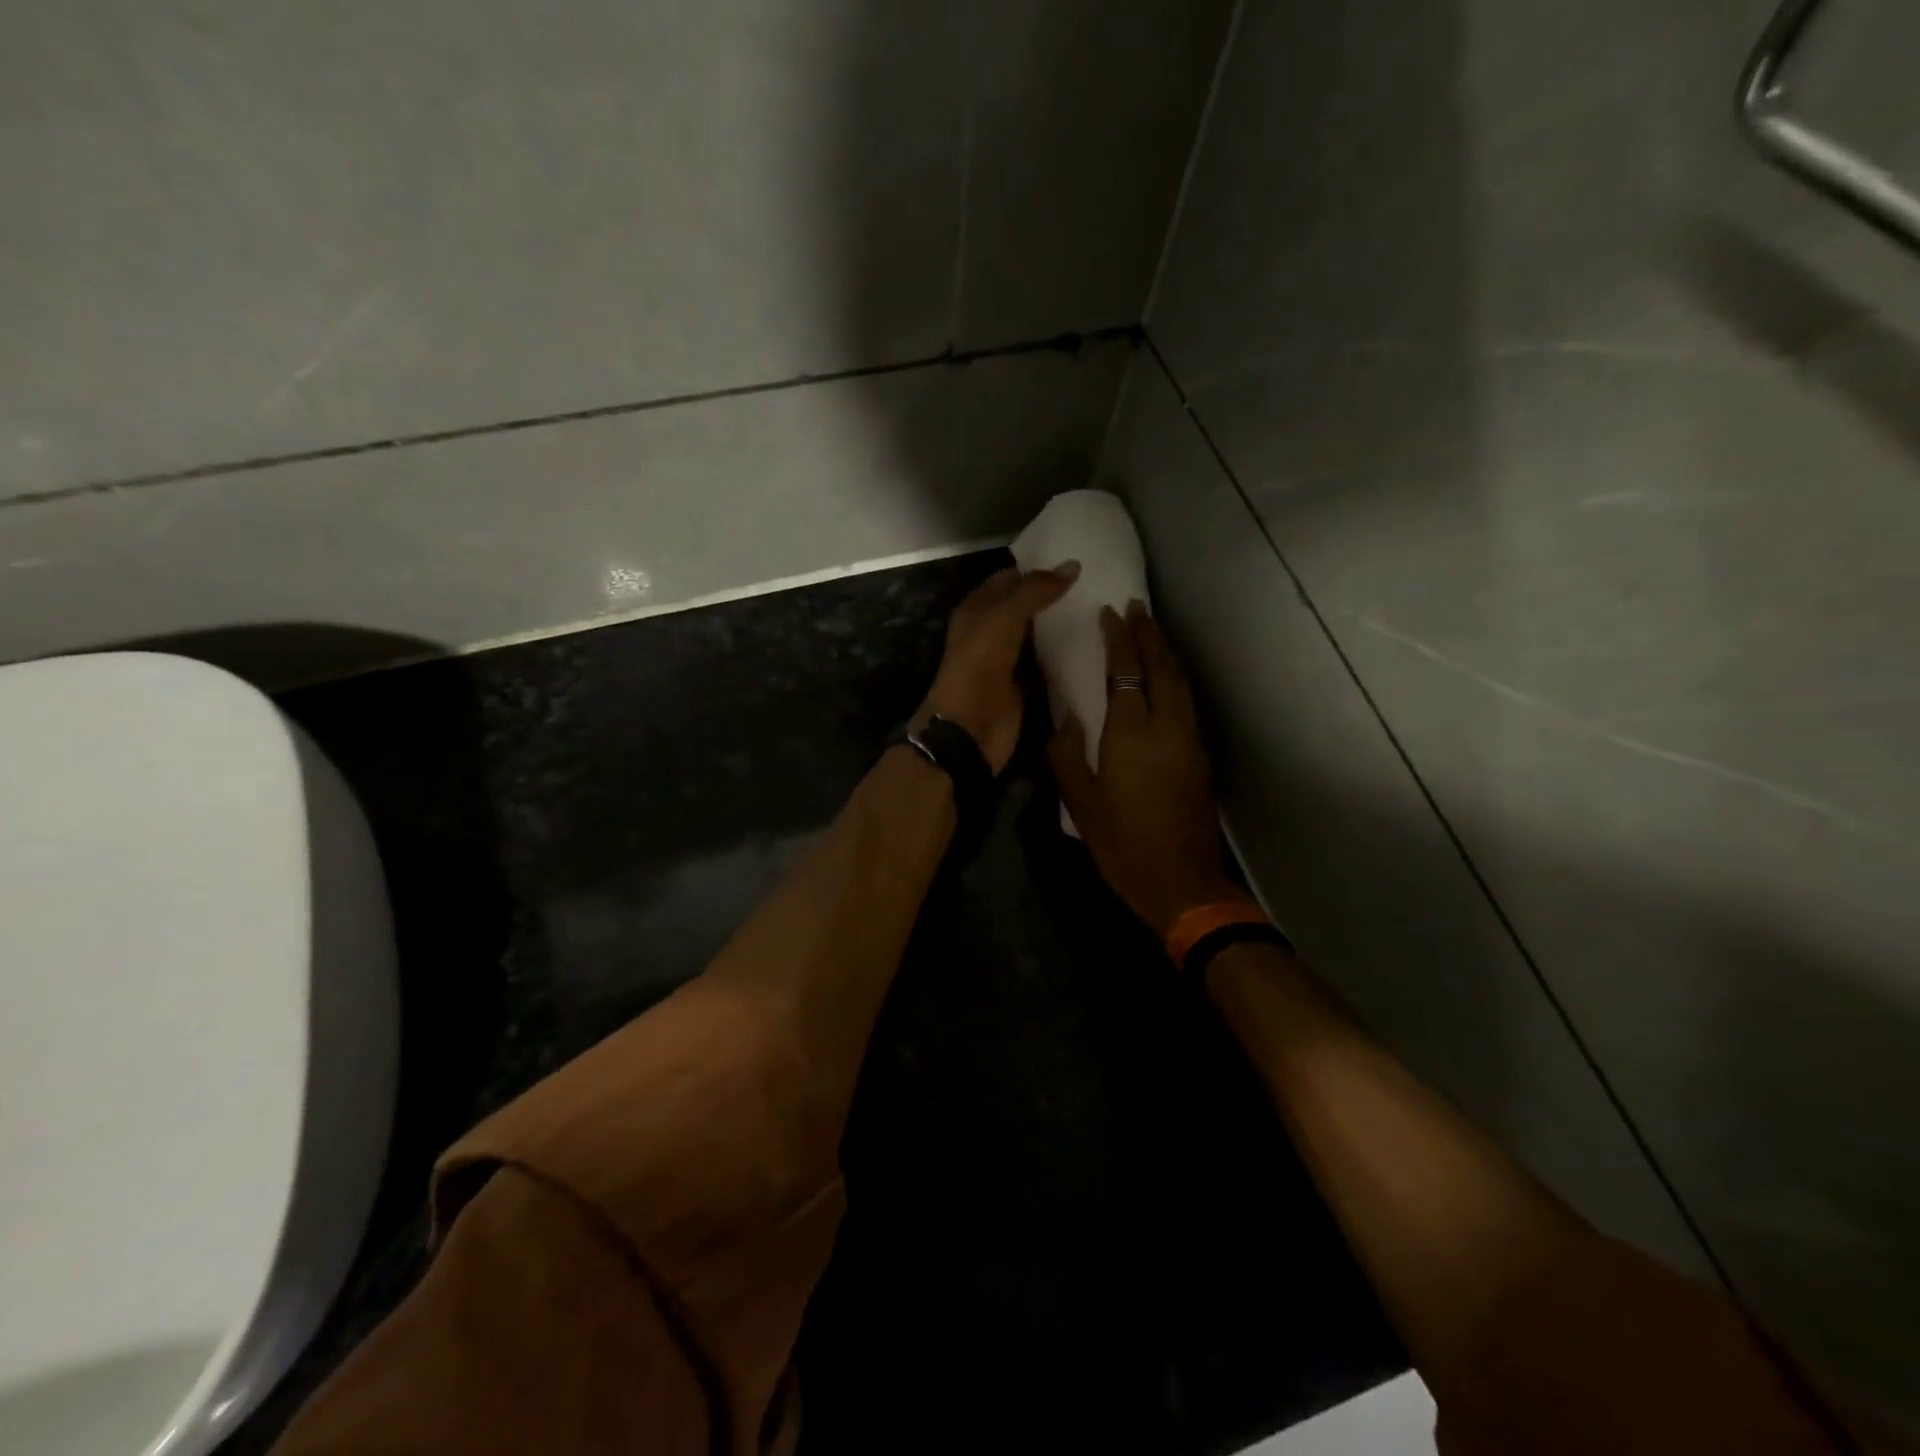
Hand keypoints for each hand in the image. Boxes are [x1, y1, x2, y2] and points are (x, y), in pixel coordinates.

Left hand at [924, 562, 1079, 773]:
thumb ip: (1035, 591)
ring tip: (1101, 608)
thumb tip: (1072, 566)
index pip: (1009, 579)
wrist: (970, 729)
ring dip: (1063, 626)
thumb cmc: (979, 667)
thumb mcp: (1003, 619)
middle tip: (1096, 584)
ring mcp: (1008, 660)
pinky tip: (1094, 645)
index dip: (1037, 569)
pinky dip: (1065, 656)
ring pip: (1038, 635)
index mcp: (977, 610)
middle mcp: (991, 632)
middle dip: (1054, 596)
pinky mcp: (1024, 685)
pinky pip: (1047, 664)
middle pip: (1026, 607)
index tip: (1075, 564)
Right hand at [1049, 601, 1240, 937]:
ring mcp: (1189, 739)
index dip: (1119, 639)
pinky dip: (1175, 678)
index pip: (1127, 670)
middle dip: (1149, 633)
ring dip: (1165, 652)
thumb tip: (1067, 720)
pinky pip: (1186, 701)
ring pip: (1180, 682)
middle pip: (1161, 666)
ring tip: (1151, 631)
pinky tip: (1165, 676)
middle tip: (1137, 607)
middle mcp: (1166, 727)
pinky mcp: (1200, 754)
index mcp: (1130, 734)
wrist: (1182, 883)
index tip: (1111, 612)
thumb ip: (1067, 756)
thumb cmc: (1122, 845)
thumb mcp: (1080, 804)